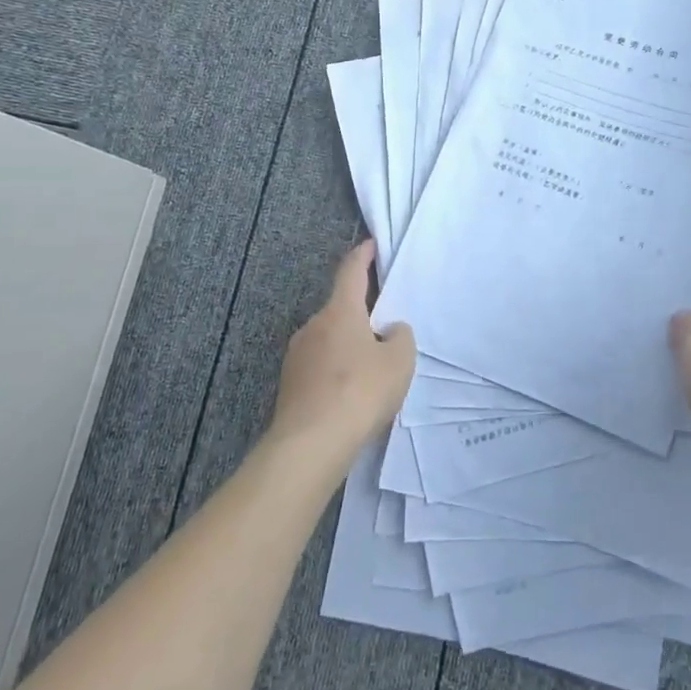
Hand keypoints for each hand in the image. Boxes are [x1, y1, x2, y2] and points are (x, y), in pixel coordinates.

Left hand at [271, 242, 415, 457]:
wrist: (311, 444)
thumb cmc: (360, 391)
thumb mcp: (399, 361)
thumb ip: (400, 337)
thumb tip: (389, 331)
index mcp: (340, 312)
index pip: (351, 272)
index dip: (362, 256)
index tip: (370, 245)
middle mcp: (313, 327)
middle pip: (341, 311)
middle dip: (361, 316)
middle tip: (385, 331)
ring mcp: (296, 356)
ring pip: (329, 341)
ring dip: (348, 348)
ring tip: (371, 372)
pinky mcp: (290, 385)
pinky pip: (320, 368)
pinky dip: (337, 373)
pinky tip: (351, 396)